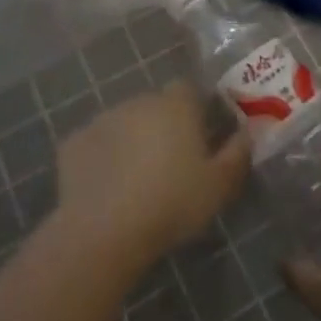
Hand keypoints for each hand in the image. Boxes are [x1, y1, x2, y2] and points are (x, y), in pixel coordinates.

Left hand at [54, 83, 249, 269]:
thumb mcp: (219, 187)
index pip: (188, 89)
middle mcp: (139, 101)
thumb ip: (238, 155)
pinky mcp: (73, 143)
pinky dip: (101, 160)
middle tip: (170, 166)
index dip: (194, 110)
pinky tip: (106, 190)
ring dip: (131, 142)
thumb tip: (247, 133)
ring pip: (124, 124)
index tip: (199, 138)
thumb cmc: (172, 203)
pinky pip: (94, 146)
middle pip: (155, 106)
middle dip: (162, 127)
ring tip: (136, 182)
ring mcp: (102, 119)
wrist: (104, 230)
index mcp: (175, 104)